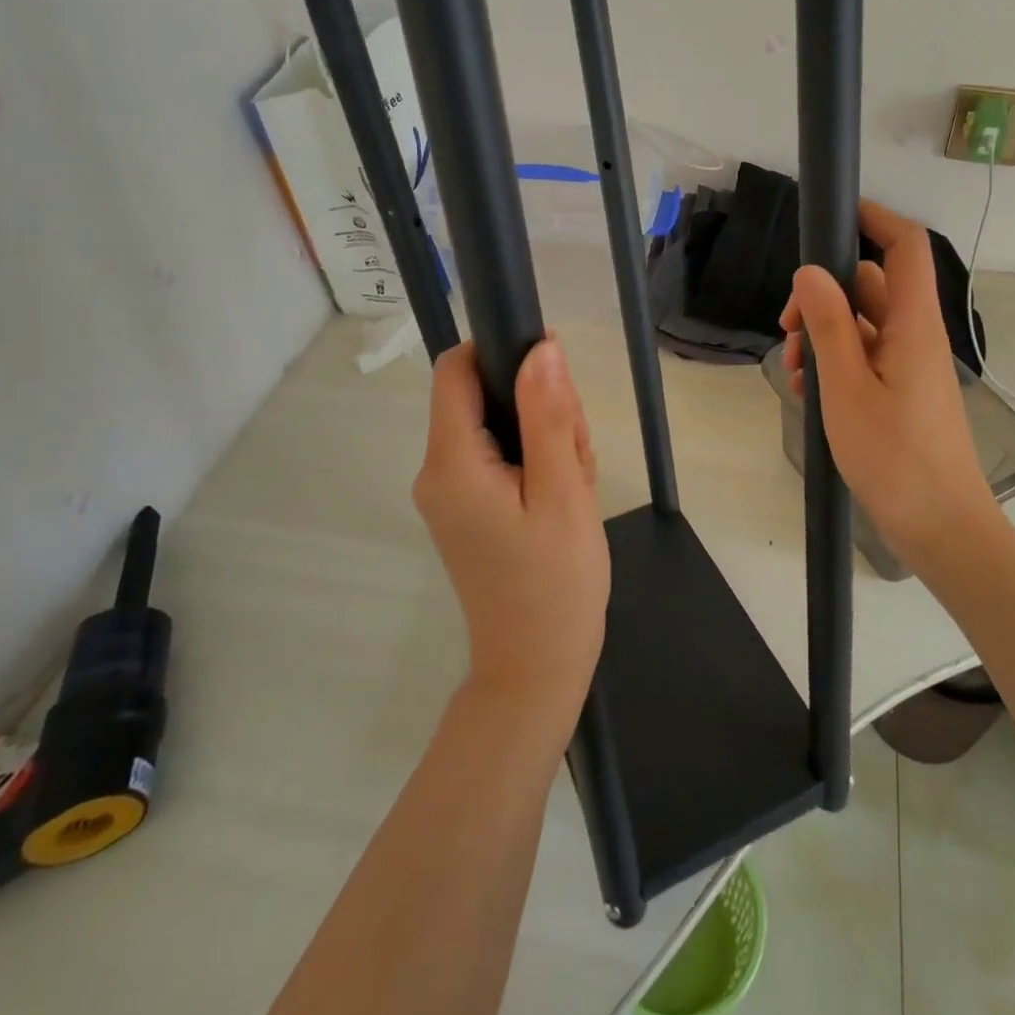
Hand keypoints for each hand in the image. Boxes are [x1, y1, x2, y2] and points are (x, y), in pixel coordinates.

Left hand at [413, 339, 609, 714]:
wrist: (537, 666)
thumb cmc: (556, 581)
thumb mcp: (563, 492)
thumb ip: (549, 416)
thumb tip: (542, 348)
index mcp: (451, 463)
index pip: (456, 370)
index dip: (500, 350)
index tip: (553, 372)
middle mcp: (437, 472)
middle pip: (482, 396)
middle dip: (537, 406)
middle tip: (577, 450)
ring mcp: (449, 493)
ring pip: (498, 425)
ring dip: (544, 436)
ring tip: (574, 482)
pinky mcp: (466, 508)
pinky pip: (499, 457)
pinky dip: (536, 461)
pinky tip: (563, 495)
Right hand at [781, 201, 998, 565]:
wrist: (941, 528)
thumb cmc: (894, 458)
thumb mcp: (847, 389)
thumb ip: (829, 326)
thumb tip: (810, 273)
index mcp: (913, 326)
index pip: (905, 247)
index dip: (876, 218)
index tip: (834, 214)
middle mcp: (916, 337)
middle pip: (870, 287)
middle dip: (823, 297)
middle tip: (787, 331)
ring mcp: (911, 367)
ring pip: (863, 326)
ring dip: (824, 337)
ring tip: (794, 374)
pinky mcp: (903, 393)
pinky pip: (867, 359)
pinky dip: (837, 364)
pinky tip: (810, 394)